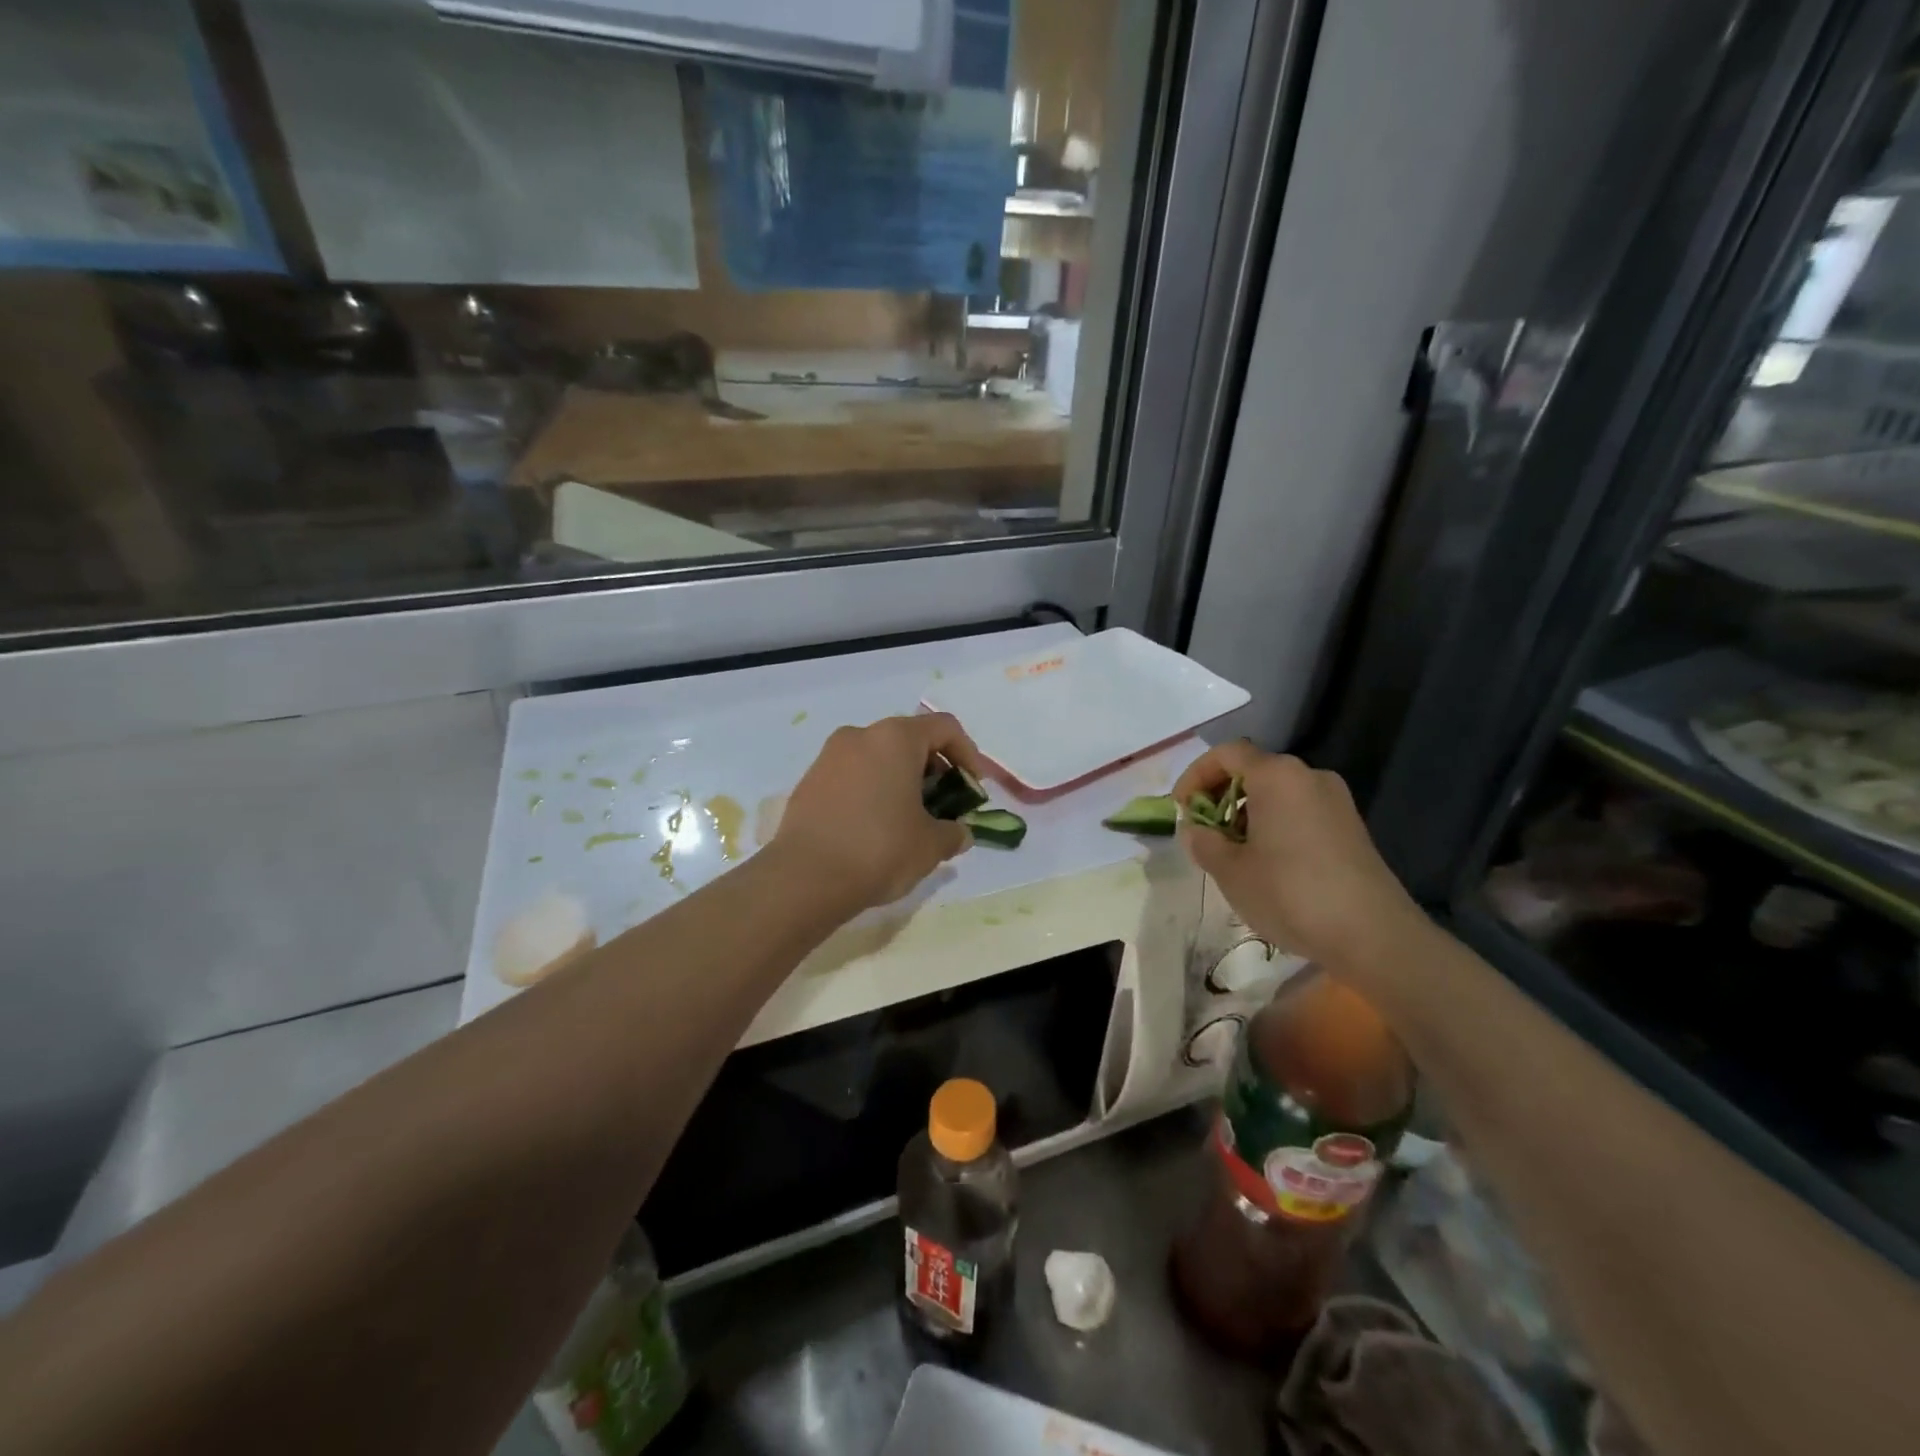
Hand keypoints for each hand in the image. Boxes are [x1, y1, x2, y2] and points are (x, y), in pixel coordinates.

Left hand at [773, 713, 983, 912]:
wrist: (804, 878)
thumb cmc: (879, 849)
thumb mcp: (931, 845)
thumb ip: (953, 833)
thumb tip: (960, 834)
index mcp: (895, 738)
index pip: (944, 728)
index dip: (968, 755)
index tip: (973, 789)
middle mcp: (860, 736)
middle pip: (909, 740)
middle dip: (934, 770)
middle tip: (944, 805)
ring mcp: (829, 757)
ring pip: (878, 757)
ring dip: (901, 780)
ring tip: (910, 819)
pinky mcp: (809, 782)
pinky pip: (853, 776)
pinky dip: (872, 791)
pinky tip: (876, 827)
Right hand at [1174, 742, 1423, 969]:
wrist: (1373, 936)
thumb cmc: (1290, 893)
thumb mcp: (1229, 870)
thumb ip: (1203, 842)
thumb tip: (1197, 830)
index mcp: (1277, 775)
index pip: (1226, 754)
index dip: (1195, 775)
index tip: (1181, 808)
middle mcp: (1309, 776)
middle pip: (1253, 770)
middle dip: (1220, 796)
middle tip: (1203, 832)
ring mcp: (1335, 801)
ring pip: (1277, 793)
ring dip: (1246, 814)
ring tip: (1231, 853)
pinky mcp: (1350, 828)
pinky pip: (1299, 812)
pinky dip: (1274, 825)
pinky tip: (1267, 864)